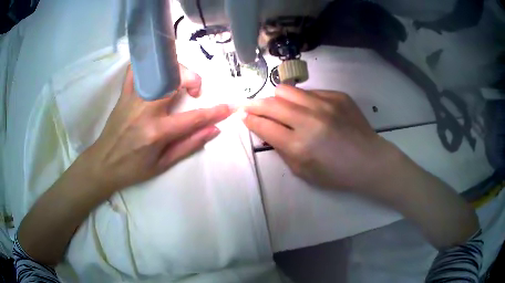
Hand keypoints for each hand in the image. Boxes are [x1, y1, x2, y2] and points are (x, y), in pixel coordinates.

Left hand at [82, 64, 231, 191]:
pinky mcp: (123, 94)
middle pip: (175, 80)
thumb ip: (189, 145)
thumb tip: (214, 130)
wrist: (103, 163)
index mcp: (157, 132)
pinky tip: (156, 70)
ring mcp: (133, 98)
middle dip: (193, 79)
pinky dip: (148, 65)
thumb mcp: (163, 164)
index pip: (193, 118)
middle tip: (195, 92)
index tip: (229, 107)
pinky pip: (135, 70)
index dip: (215, 112)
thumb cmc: (133, 168)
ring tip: (178, 80)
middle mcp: (145, 110)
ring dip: (174, 70)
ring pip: (158, 70)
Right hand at [242, 85, 398, 191]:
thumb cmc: (336, 174)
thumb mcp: (303, 171)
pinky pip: (309, 91)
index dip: (249, 119)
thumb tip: (266, 130)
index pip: (263, 125)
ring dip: (277, 99)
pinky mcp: (337, 96)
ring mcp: (325, 104)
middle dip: (254, 104)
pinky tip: (309, 110)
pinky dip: (302, 100)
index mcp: (299, 145)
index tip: (243, 116)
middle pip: (270, 103)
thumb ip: (281, 149)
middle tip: (249, 106)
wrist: (369, 161)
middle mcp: (310, 120)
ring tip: (279, 106)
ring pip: (287, 90)